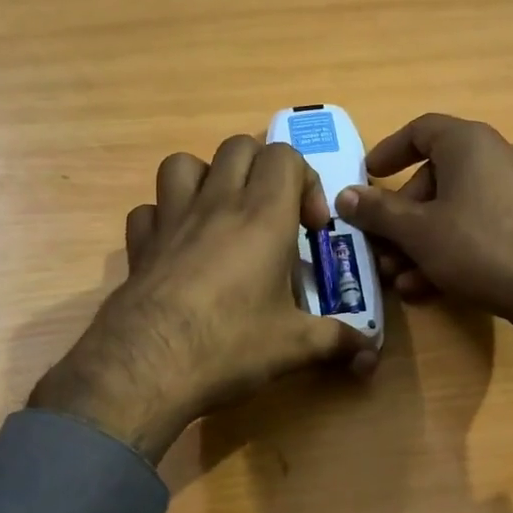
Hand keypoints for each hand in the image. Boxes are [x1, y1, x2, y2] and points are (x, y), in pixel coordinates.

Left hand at [30, 137, 375, 462]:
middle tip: (272, 214)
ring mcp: (172, 219)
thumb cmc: (230, 344)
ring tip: (221, 215)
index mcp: (263, 215)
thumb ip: (338, 341)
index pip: (285, 156)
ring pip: (184, 163)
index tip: (310, 228)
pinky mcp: (140, 243)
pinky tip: (178, 246)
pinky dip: (164, 217)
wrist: (148, 365)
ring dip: (206, 178)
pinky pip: (149, 209)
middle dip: (261, 170)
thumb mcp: (295, 346)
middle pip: (238, 147)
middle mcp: (217, 203)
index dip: (306, 181)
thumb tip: (371, 353)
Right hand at [333, 113, 512, 386]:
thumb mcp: (417, 231)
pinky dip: (453, 247)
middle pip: (436, 177)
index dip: (389, 151)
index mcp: (470, 143)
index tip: (368, 175)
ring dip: (422, 241)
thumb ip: (377, 211)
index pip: (421, 130)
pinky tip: (432, 286)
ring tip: (401, 277)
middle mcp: (498, 156)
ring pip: (456, 208)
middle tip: (382, 247)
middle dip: (402, 216)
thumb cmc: (478, 246)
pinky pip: (481, 225)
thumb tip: (344, 195)